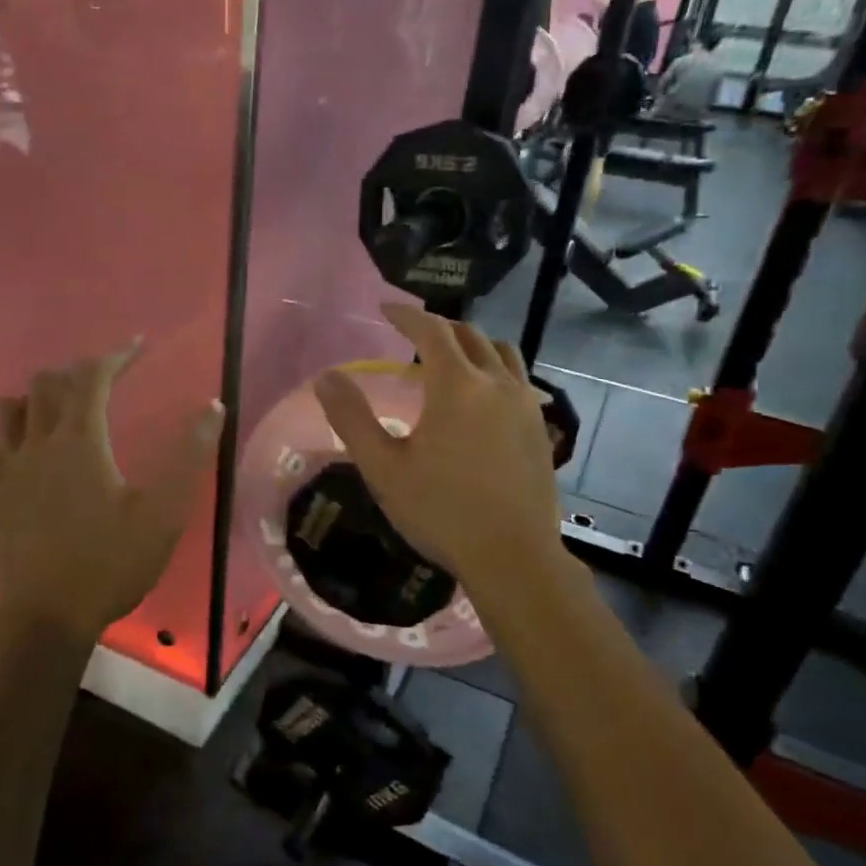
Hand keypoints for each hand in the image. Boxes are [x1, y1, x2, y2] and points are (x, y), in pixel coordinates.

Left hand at [0, 341, 224, 644]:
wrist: (50, 616)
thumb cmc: (112, 563)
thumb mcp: (164, 513)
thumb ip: (190, 456)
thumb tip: (213, 407)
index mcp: (80, 441)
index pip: (91, 378)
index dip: (115, 355)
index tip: (138, 346)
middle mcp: (39, 445)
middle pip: (46, 386)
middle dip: (77, 373)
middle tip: (106, 380)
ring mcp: (11, 472)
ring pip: (8, 412)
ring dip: (34, 399)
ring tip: (60, 408)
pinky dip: (5, 441)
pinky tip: (21, 454)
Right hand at [314, 304, 560, 587]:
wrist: (513, 556)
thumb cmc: (441, 511)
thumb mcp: (383, 467)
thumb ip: (351, 418)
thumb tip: (326, 377)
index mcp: (457, 385)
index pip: (431, 330)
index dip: (406, 315)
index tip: (385, 308)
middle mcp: (497, 383)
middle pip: (470, 335)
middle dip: (439, 326)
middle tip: (413, 332)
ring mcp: (526, 406)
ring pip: (502, 354)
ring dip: (474, 345)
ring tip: (452, 358)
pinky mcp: (540, 430)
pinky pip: (518, 382)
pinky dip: (495, 372)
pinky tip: (483, 400)